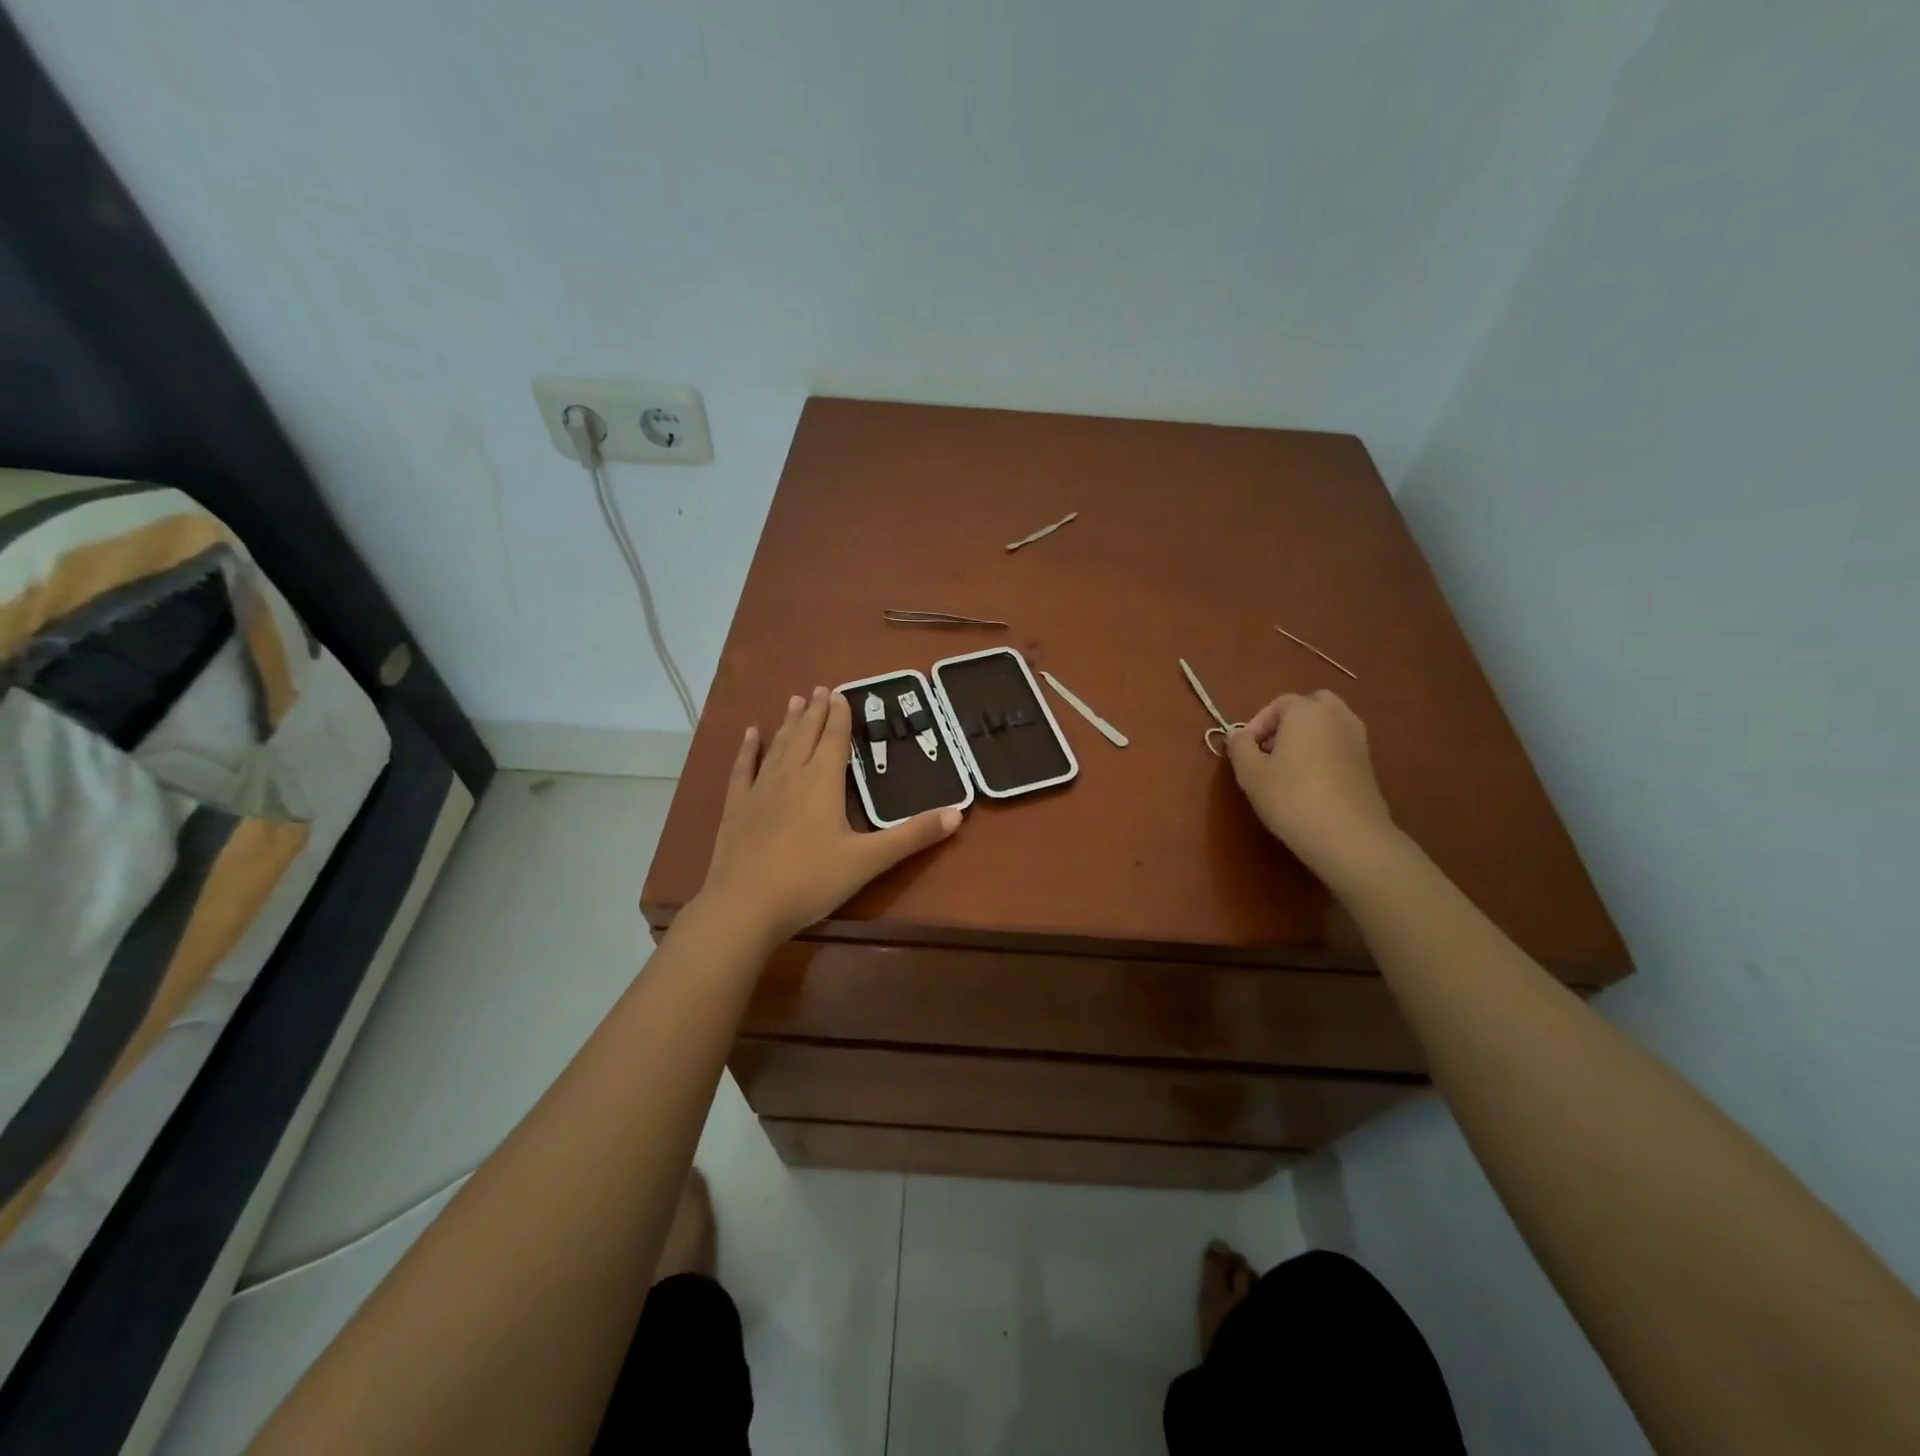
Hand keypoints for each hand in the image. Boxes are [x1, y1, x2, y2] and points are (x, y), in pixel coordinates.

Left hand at [698, 687, 962, 942]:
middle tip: (821, 689)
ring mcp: (760, 790)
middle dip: (816, 712)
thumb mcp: (869, 860)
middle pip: (806, 736)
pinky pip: (743, 769)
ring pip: (778, 747)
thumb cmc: (811, 881)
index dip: (840, 716)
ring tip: (795, 701)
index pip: (835, 740)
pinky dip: (748, 749)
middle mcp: (791, 777)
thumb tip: (958, 814)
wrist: (745, 906)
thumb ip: (912, 836)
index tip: (841, 693)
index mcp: (823, 783)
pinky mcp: (737, 808)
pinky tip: (750, 734)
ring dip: (789, 723)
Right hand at [1226, 690, 1394, 880]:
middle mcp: (1337, 717)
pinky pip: (1340, 746)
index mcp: (1306, 711)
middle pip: (1311, 705)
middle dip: (1289, 722)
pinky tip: (1311, 783)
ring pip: (1329, 725)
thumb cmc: (1291, 797)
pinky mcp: (1368, 765)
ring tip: (1289, 768)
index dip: (1257, 724)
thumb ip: (1239, 747)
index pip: (1278, 704)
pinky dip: (1325, 753)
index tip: (1245, 751)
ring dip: (1309, 737)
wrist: (1348, 836)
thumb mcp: (1250, 773)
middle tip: (1271, 750)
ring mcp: (1358, 740)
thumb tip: (1238, 736)